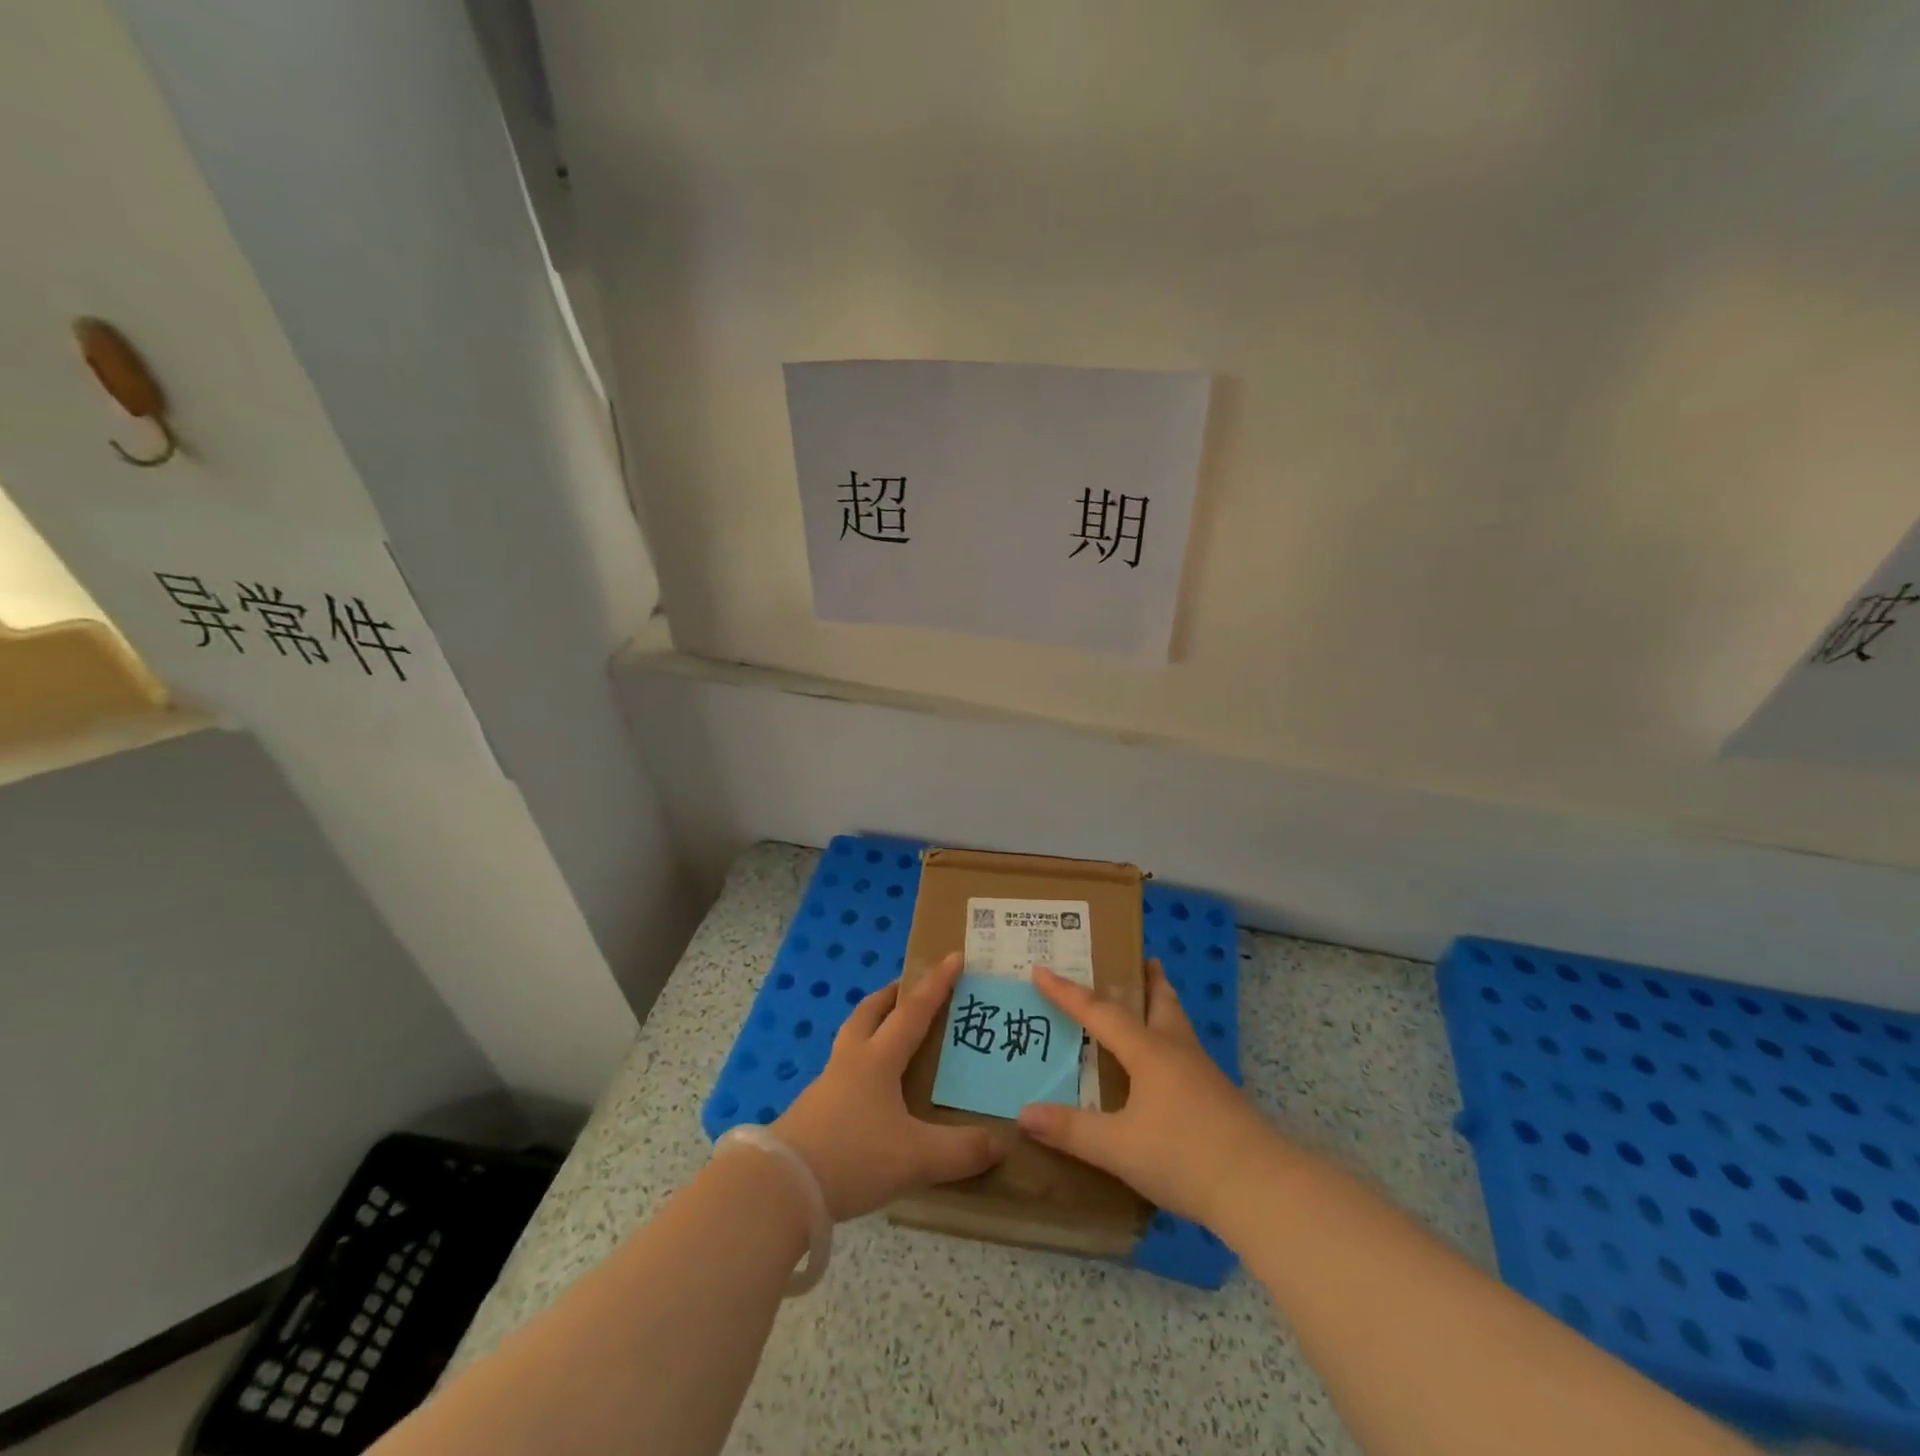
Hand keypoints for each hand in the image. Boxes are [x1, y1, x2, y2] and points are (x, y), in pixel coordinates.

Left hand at [772, 951, 1003, 1219]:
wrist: (781, 1186)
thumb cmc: (853, 1156)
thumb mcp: (915, 1158)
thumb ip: (960, 1151)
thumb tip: (999, 1143)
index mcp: (878, 1058)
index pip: (913, 1011)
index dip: (936, 984)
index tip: (954, 956)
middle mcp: (851, 1061)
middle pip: (869, 1012)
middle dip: (891, 994)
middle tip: (909, 987)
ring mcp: (827, 1085)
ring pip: (852, 1039)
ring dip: (871, 1025)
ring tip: (890, 1034)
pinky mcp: (812, 1111)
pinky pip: (842, 1072)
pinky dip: (860, 1065)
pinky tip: (869, 1091)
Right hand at [1017, 960, 1281, 1227]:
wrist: (1261, 1188)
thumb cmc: (1184, 1156)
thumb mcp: (1118, 1147)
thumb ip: (1071, 1130)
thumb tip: (1024, 1113)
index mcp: (1148, 1051)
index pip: (1099, 1012)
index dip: (1067, 992)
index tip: (1041, 969)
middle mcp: (1176, 1050)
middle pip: (1161, 1001)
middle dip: (1147, 979)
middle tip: (1139, 958)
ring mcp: (1203, 1073)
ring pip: (1178, 1025)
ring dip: (1163, 1005)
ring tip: (1153, 1000)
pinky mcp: (1219, 1097)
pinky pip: (1186, 1053)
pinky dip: (1171, 1041)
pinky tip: (1166, 1067)